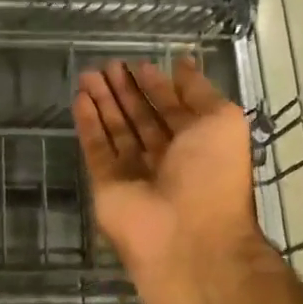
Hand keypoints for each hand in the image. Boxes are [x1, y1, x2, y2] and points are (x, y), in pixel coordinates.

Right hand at [74, 59, 262, 303]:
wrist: (188, 240)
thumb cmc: (213, 176)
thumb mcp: (222, 121)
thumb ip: (199, 91)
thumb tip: (183, 63)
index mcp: (199, 145)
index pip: (173, 109)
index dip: (156, 86)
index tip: (139, 64)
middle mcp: (167, 158)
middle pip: (141, 118)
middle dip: (125, 91)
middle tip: (107, 64)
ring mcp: (135, 173)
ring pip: (115, 130)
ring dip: (103, 101)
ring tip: (88, 74)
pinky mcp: (107, 185)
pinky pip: (96, 148)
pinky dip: (88, 123)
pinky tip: (80, 98)